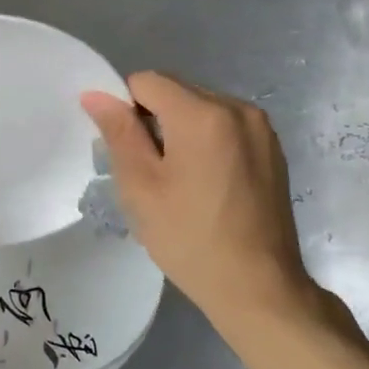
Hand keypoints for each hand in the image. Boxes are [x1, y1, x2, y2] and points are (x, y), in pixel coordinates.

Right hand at [82, 73, 326, 339]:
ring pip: (200, 107)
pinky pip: (225, 125)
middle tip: (151, 171)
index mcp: (202, 114)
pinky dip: (206, 141)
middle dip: (154, 119)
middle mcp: (237, 108)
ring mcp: (260, 128)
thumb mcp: (140, 186)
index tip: (128, 151)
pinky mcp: (272, 148)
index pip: (147, 81)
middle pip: (176, 91)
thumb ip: (118, 132)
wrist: (258, 287)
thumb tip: (95, 94)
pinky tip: (206, 183)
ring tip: (180, 180)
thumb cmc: (189, 238)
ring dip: (180, 129)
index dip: (126, 109)